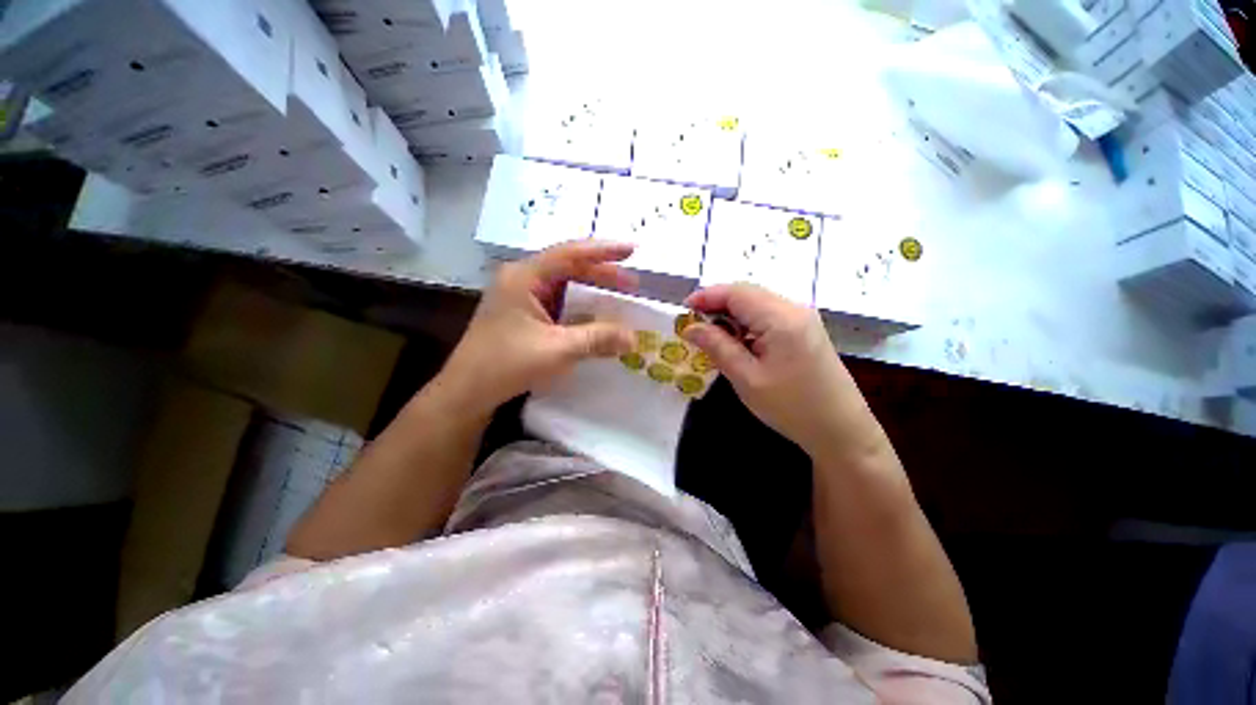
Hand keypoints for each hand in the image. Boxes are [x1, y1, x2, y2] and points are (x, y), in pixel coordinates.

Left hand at [438, 241, 638, 414]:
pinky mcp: (524, 314)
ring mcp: (521, 297)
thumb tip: (633, 337)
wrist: (468, 391)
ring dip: (592, 291)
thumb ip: (597, 339)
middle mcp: (522, 279)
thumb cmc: (508, 364)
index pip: (570, 254)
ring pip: (565, 285)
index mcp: (524, 277)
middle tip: (632, 284)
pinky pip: (559, 303)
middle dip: (602, 274)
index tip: (632, 250)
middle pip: (568, 267)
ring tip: (620, 297)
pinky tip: (596, 316)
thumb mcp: (558, 350)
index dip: (604, 252)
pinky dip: (580, 308)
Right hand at [682, 284, 877, 458]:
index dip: (707, 296)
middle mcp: (795, 309)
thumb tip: (690, 327)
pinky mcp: (806, 331)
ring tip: (710, 335)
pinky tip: (737, 342)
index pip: (737, 292)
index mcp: (781, 318)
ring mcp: (803, 319)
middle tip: (693, 324)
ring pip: (758, 304)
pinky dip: (747, 324)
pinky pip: (769, 316)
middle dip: (717, 305)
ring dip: (731, 315)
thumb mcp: (746, 378)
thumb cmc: (791, 407)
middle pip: (748, 294)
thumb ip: (717, 346)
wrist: (841, 430)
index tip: (683, 310)